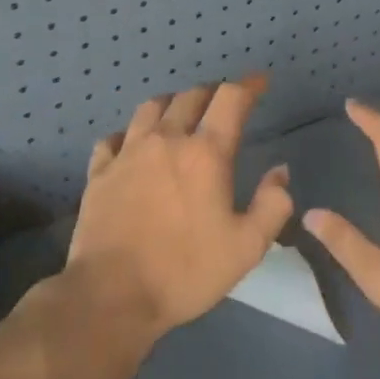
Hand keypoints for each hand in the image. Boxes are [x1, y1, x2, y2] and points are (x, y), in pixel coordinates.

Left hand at [69, 75, 293, 338]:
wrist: (111, 296)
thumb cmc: (186, 271)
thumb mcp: (247, 247)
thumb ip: (272, 205)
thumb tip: (279, 172)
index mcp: (206, 153)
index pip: (231, 99)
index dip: (249, 85)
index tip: (260, 82)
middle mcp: (166, 140)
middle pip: (191, 96)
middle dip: (212, 92)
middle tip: (223, 103)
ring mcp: (128, 153)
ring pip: (151, 107)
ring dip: (172, 104)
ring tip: (181, 115)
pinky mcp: (100, 172)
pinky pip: (114, 137)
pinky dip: (130, 134)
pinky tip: (134, 145)